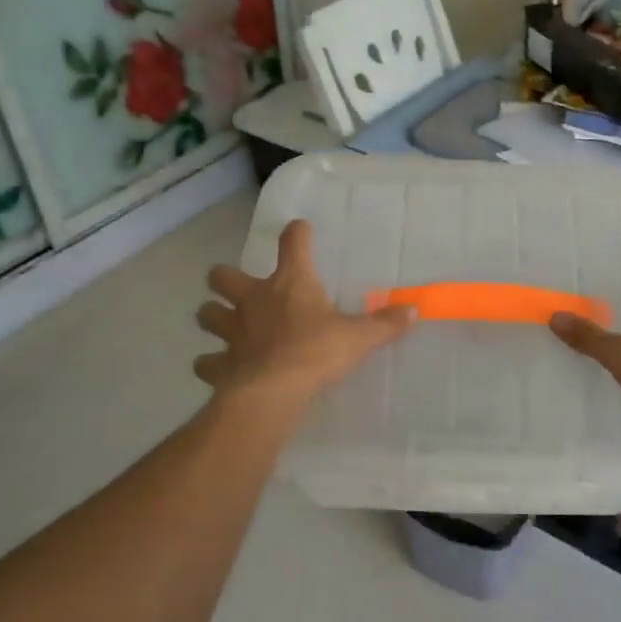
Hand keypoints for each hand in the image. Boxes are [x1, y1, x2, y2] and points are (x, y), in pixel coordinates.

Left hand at [195, 219, 414, 406]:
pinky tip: (221, 369)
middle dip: (226, 279)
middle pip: (223, 276)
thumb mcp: (358, 337)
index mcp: (290, 284)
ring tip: (225, 325)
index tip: (299, 230)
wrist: (274, 391)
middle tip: (240, 288)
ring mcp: (232, 332)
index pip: (292, 244)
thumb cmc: (317, 352)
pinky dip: (211, 364)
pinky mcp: (221, 364)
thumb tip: (414, 311)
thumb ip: (384, 324)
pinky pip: (207, 362)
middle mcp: (254, 301)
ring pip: (207, 314)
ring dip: (214, 316)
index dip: (296, 234)